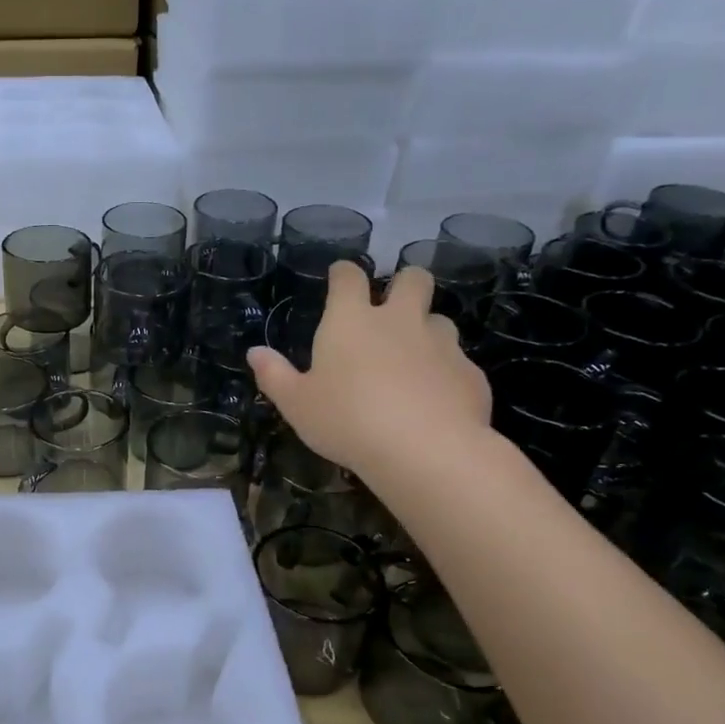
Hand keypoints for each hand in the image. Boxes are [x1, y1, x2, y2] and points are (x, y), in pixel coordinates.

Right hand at [247, 262, 491, 484]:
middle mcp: (399, 321)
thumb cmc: (346, 420)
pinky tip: (434, 399)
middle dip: (403, 283)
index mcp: (351, 321)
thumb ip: (275, 375)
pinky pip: (457, 361)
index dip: (344, 273)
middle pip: (413, 279)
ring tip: (412, 359)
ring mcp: (441, 344)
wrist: (425, 450)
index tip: (340, 277)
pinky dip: (445, 372)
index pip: (349, 277)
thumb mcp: (297, 404)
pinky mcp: (469, 373)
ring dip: (426, 330)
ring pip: (439, 319)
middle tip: (391, 307)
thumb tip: (255, 353)